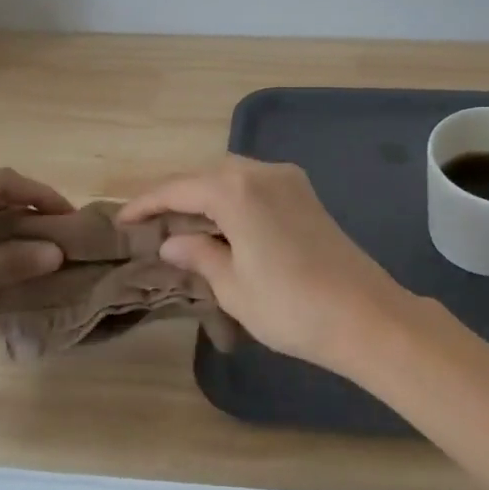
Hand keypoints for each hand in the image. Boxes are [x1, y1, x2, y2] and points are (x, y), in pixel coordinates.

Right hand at [120, 156, 417, 373]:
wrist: (366, 317)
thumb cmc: (290, 306)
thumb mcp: (233, 286)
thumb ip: (199, 256)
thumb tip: (172, 243)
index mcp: (236, 189)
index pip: (178, 189)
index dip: (146, 204)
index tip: (122, 220)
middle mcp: (262, 173)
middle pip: (206, 176)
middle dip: (176, 196)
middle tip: (150, 223)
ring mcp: (289, 181)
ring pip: (232, 178)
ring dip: (205, 197)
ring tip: (181, 226)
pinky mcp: (307, 197)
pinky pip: (256, 187)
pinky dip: (231, 200)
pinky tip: (222, 226)